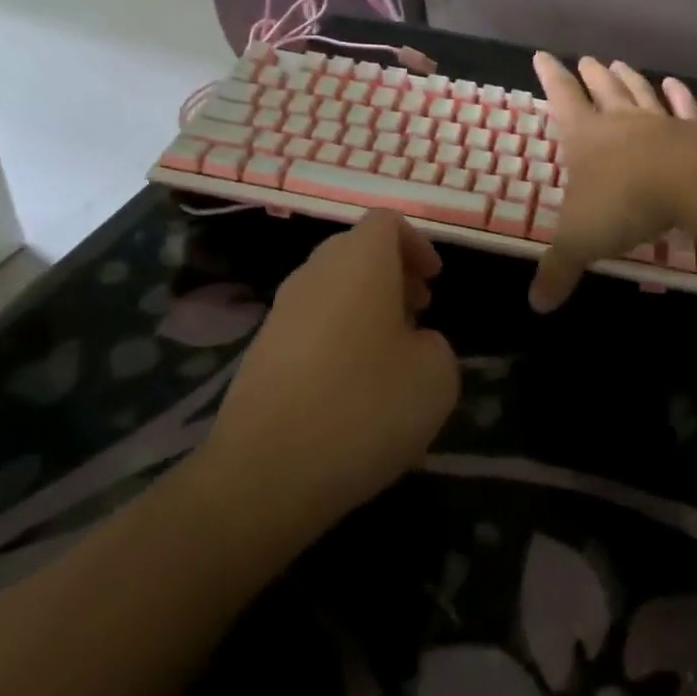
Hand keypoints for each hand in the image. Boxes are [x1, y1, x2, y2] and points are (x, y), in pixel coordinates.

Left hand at [197, 211, 459, 539]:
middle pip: (356, 251)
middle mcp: (315, 272)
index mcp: (360, 260)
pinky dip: (337, 337)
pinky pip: (310, 324)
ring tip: (389, 355)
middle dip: (392, 274)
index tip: (434, 281)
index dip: (416, 244)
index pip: (386, 222)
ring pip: (331, 288)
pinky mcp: (260, 351)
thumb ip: (436, 345)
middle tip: (419, 313)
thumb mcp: (436, 377)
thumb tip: (414, 344)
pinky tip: (351, 388)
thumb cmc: (364, 407)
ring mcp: (281, 311)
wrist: (264, 473)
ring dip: (365, 307)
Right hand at [529, 51, 696, 312]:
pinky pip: (683, 108)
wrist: (691, 183)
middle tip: (587, 59)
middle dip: (591, 75)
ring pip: (639, 93)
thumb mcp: (581, 240)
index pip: (561, 99)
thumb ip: (559, 269)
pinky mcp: (694, 132)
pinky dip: (678, 95)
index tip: (542, 55)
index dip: (550, 78)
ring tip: (620, 63)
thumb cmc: (624, 203)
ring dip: (628, 78)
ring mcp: (659, 123)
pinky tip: (674, 84)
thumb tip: (536, 305)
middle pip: (602, 89)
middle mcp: (620, 122)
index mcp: (586, 137)